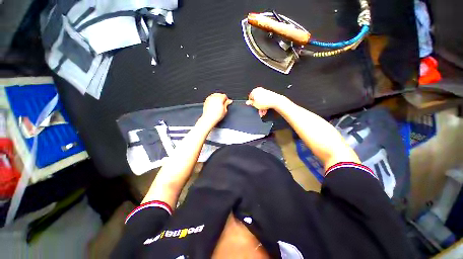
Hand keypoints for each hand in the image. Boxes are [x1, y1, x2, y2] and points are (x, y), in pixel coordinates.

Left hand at [200, 93, 232, 126]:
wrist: (209, 119)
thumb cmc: (216, 116)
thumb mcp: (225, 110)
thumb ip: (227, 104)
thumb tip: (229, 101)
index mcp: (219, 98)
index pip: (224, 96)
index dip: (226, 99)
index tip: (226, 103)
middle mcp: (214, 97)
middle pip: (219, 94)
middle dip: (221, 98)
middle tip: (222, 104)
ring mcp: (209, 98)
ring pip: (215, 95)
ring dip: (217, 98)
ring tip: (218, 104)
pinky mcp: (206, 101)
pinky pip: (211, 98)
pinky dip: (213, 100)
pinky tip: (214, 105)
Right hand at [246, 87, 284, 116]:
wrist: (275, 101)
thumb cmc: (266, 101)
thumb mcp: (255, 104)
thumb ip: (250, 103)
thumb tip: (247, 102)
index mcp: (254, 91)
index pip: (250, 97)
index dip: (251, 103)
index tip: (253, 107)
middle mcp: (259, 90)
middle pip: (256, 100)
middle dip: (257, 106)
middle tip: (258, 110)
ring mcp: (264, 92)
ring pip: (261, 101)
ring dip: (261, 107)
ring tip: (262, 112)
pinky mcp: (269, 94)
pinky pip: (265, 100)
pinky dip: (265, 105)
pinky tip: (265, 110)